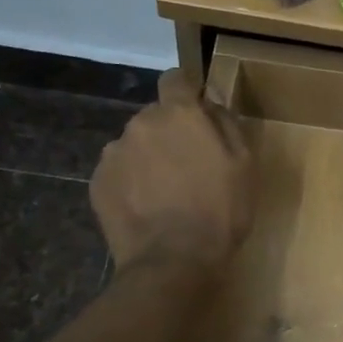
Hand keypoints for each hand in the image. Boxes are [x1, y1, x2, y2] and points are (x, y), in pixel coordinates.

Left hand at [91, 71, 255, 273]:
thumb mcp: (244, 165)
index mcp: (179, 114)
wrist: (172, 262)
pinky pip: (119, 171)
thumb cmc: (220, 212)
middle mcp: (141, 123)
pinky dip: (131, 183)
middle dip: (170, 133)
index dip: (187, 91)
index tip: (198, 112)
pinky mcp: (97, 182)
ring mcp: (114, 153)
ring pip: (136, 144)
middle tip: (189, 167)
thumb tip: (210, 101)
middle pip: (156, 116)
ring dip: (149, 158)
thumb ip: (226, 123)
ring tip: (165, 193)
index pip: (175, 79)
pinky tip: (147, 208)